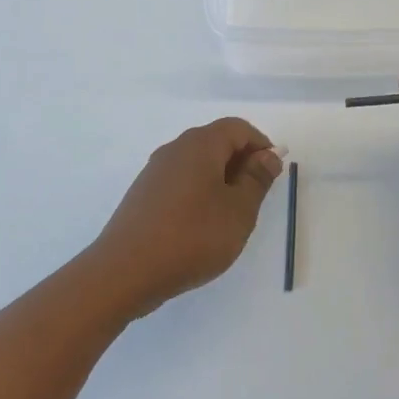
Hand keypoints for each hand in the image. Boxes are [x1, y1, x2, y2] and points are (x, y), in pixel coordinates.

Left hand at [86, 118, 283, 318]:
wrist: (125, 271)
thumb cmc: (191, 237)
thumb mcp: (238, 211)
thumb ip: (257, 179)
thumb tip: (268, 155)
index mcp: (200, 145)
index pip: (238, 128)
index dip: (261, 145)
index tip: (273, 173)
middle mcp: (175, 149)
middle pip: (216, 142)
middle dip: (241, 162)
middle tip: (256, 197)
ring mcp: (155, 171)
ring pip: (197, 163)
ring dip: (220, 179)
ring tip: (231, 215)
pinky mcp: (143, 194)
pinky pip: (180, 181)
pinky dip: (199, 192)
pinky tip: (202, 225)